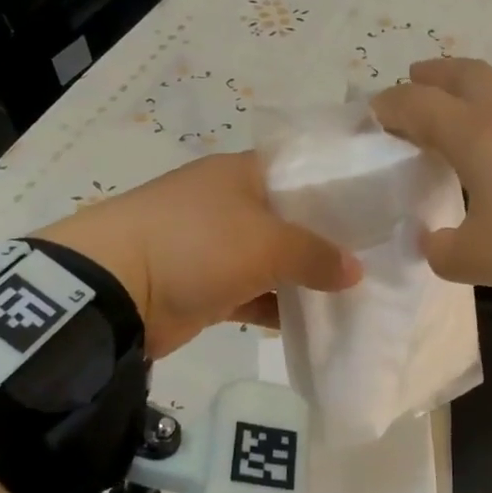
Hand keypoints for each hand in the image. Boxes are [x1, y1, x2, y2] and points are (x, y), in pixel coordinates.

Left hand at [35, 152, 360, 357]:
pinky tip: (315, 321)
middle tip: (376, 259)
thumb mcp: (265, 243)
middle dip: (328, 241)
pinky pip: (254, 293)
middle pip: (291, 219)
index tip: (378, 211)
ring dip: (305, 278)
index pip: (302, 171)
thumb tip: (356, 271)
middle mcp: (231, 204)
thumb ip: (316, 254)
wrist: (114, 290)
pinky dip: (278, 306)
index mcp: (243, 174)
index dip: (339, 188)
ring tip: (355, 294)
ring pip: (274, 260)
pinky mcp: (206, 286)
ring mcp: (216, 246)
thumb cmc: (197, 245)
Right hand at [371, 59, 491, 295]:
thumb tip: (434, 242)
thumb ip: (445, 252)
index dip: (391, 106)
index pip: (418, 106)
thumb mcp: (482, 260)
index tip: (374, 111)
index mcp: (474, 135)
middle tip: (418, 77)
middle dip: (435, 73)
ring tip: (479, 106)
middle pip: (465, 74)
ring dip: (486, 88)